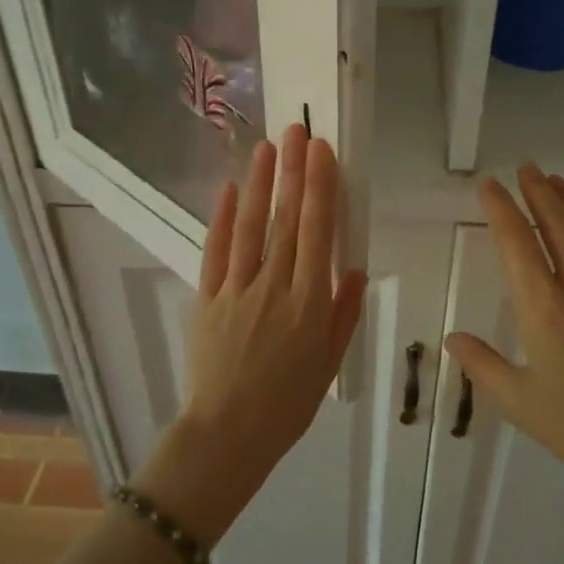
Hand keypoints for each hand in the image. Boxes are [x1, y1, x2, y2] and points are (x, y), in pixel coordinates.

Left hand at [133, 126, 367, 545]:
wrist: (228, 434)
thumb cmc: (288, 404)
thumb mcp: (329, 363)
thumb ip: (343, 313)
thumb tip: (354, 269)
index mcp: (310, 302)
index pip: (318, 232)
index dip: (321, 187)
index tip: (322, 152)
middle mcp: (276, 286)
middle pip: (287, 219)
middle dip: (293, 171)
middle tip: (296, 130)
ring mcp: (238, 290)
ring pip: (251, 226)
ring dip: (260, 183)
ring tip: (267, 147)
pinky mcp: (208, 298)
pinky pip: (217, 252)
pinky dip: (223, 220)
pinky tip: (230, 190)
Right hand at [443, 166, 563, 541]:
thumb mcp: (521, 404)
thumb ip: (483, 366)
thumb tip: (453, 337)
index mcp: (543, 308)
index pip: (515, 242)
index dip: (500, 208)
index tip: (489, 185)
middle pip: (556, 221)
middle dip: (537, 190)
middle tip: (526, 169)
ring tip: (556, 181)